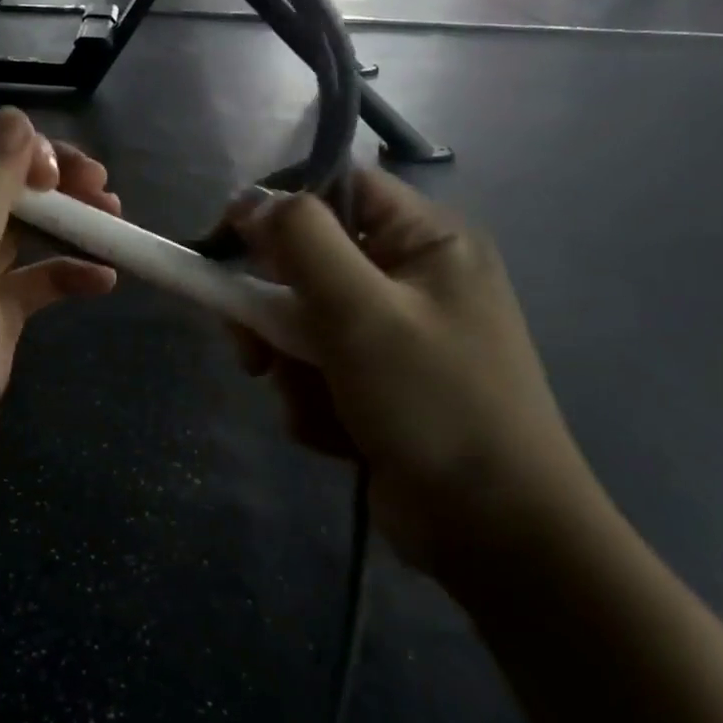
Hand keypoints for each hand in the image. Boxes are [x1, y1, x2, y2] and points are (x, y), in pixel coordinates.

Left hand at [0, 110, 118, 599]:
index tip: (74, 174)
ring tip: (114, 222)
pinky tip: (101, 282)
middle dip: (49, 189)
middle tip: (107, 192)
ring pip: (12, 245)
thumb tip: (12, 120)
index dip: (21, 159)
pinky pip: (23, 295)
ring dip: (60, 230)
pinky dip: (59, 282)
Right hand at [231, 170, 598, 579]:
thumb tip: (249, 199)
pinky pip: (317, 371)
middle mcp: (410, 279)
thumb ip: (301, 242)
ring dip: (292, 367)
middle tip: (255, 350)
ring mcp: (395, 336)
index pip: (339, 189)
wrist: (493, 533)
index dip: (279, 207)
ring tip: (314, 404)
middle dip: (277, 312)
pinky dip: (314, 401)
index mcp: (426, 241)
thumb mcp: (361, 311)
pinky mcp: (379, 385)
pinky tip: (339, 435)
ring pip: (302, 324)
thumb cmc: (434, 404)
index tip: (229, 243)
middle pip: (308, 263)